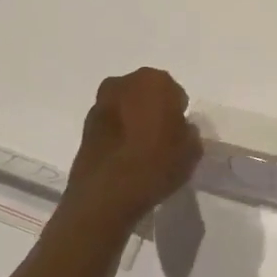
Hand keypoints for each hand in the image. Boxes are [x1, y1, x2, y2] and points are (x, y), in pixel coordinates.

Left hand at [63, 68, 201, 225]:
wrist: (107, 194)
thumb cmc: (156, 164)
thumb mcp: (191, 151)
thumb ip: (189, 133)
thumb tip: (180, 130)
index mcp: (154, 81)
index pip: (174, 92)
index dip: (178, 112)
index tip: (179, 133)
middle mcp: (124, 83)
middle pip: (146, 94)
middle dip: (153, 110)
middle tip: (161, 137)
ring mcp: (100, 103)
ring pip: (126, 107)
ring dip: (133, 120)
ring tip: (141, 149)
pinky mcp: (85, 125)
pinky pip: (111, 124)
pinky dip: (118, 134)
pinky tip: (124, 156)